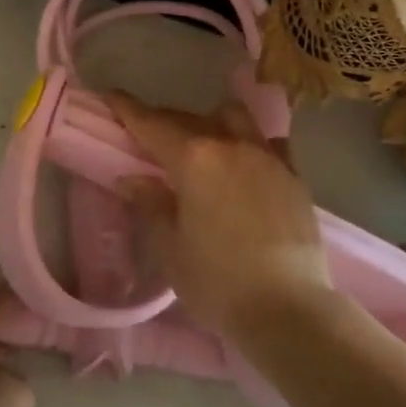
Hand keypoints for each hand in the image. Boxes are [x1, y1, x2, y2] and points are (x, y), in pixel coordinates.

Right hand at [106, 91, 332, 338]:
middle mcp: (230, 145)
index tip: (112, 96)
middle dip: (164, 121)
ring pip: (233, 118)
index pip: (151, 123)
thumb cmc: (219, 282)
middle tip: (148, 136)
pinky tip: (246, 163)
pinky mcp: (293, 175)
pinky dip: (250, 143)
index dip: (128, 108)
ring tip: (202, 144)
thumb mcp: (170, 248)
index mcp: (194, 159)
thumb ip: (151, 205)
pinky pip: (267, 142)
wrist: (291, 310)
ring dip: (210, 122)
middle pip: (188, 118)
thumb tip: (134, 179)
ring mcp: (266, 157)